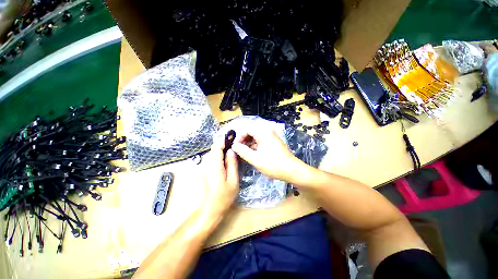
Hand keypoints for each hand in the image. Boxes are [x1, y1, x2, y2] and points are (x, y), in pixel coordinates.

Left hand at [201, 141, 238, 215]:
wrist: (208, 211)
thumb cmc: (223, 197)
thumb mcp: (233, 181)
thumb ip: (232, 164)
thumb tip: (231, 151)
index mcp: (214, 165)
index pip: (216, 147)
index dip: (224, 141)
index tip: (232, 139)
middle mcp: (205, 164)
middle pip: (213, 150)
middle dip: (223, 147)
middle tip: (234, 151)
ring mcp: (202, 168)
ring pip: (211, 155)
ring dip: (220, 153)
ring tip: (230, 158)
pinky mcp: (202, 172)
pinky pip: (209, 161)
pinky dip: (217, 159)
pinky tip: (224, 166)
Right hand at [231, 128, 304, 181]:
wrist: (292, 170)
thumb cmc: (273, 164)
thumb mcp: (255, 159)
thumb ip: (242, 151)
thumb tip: (234, 146)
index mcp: (263, 132)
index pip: (247, 129)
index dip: (239, 137)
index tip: (235, 147)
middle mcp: (268, 131)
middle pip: (251, 132)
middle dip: (244, 140)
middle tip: (239, 150)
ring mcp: (272, 136)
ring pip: (256, 137)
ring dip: (249, 143)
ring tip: (244, 153)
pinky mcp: (273, 142)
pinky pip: (261, 140)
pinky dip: (255, 145)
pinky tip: (252, 153)